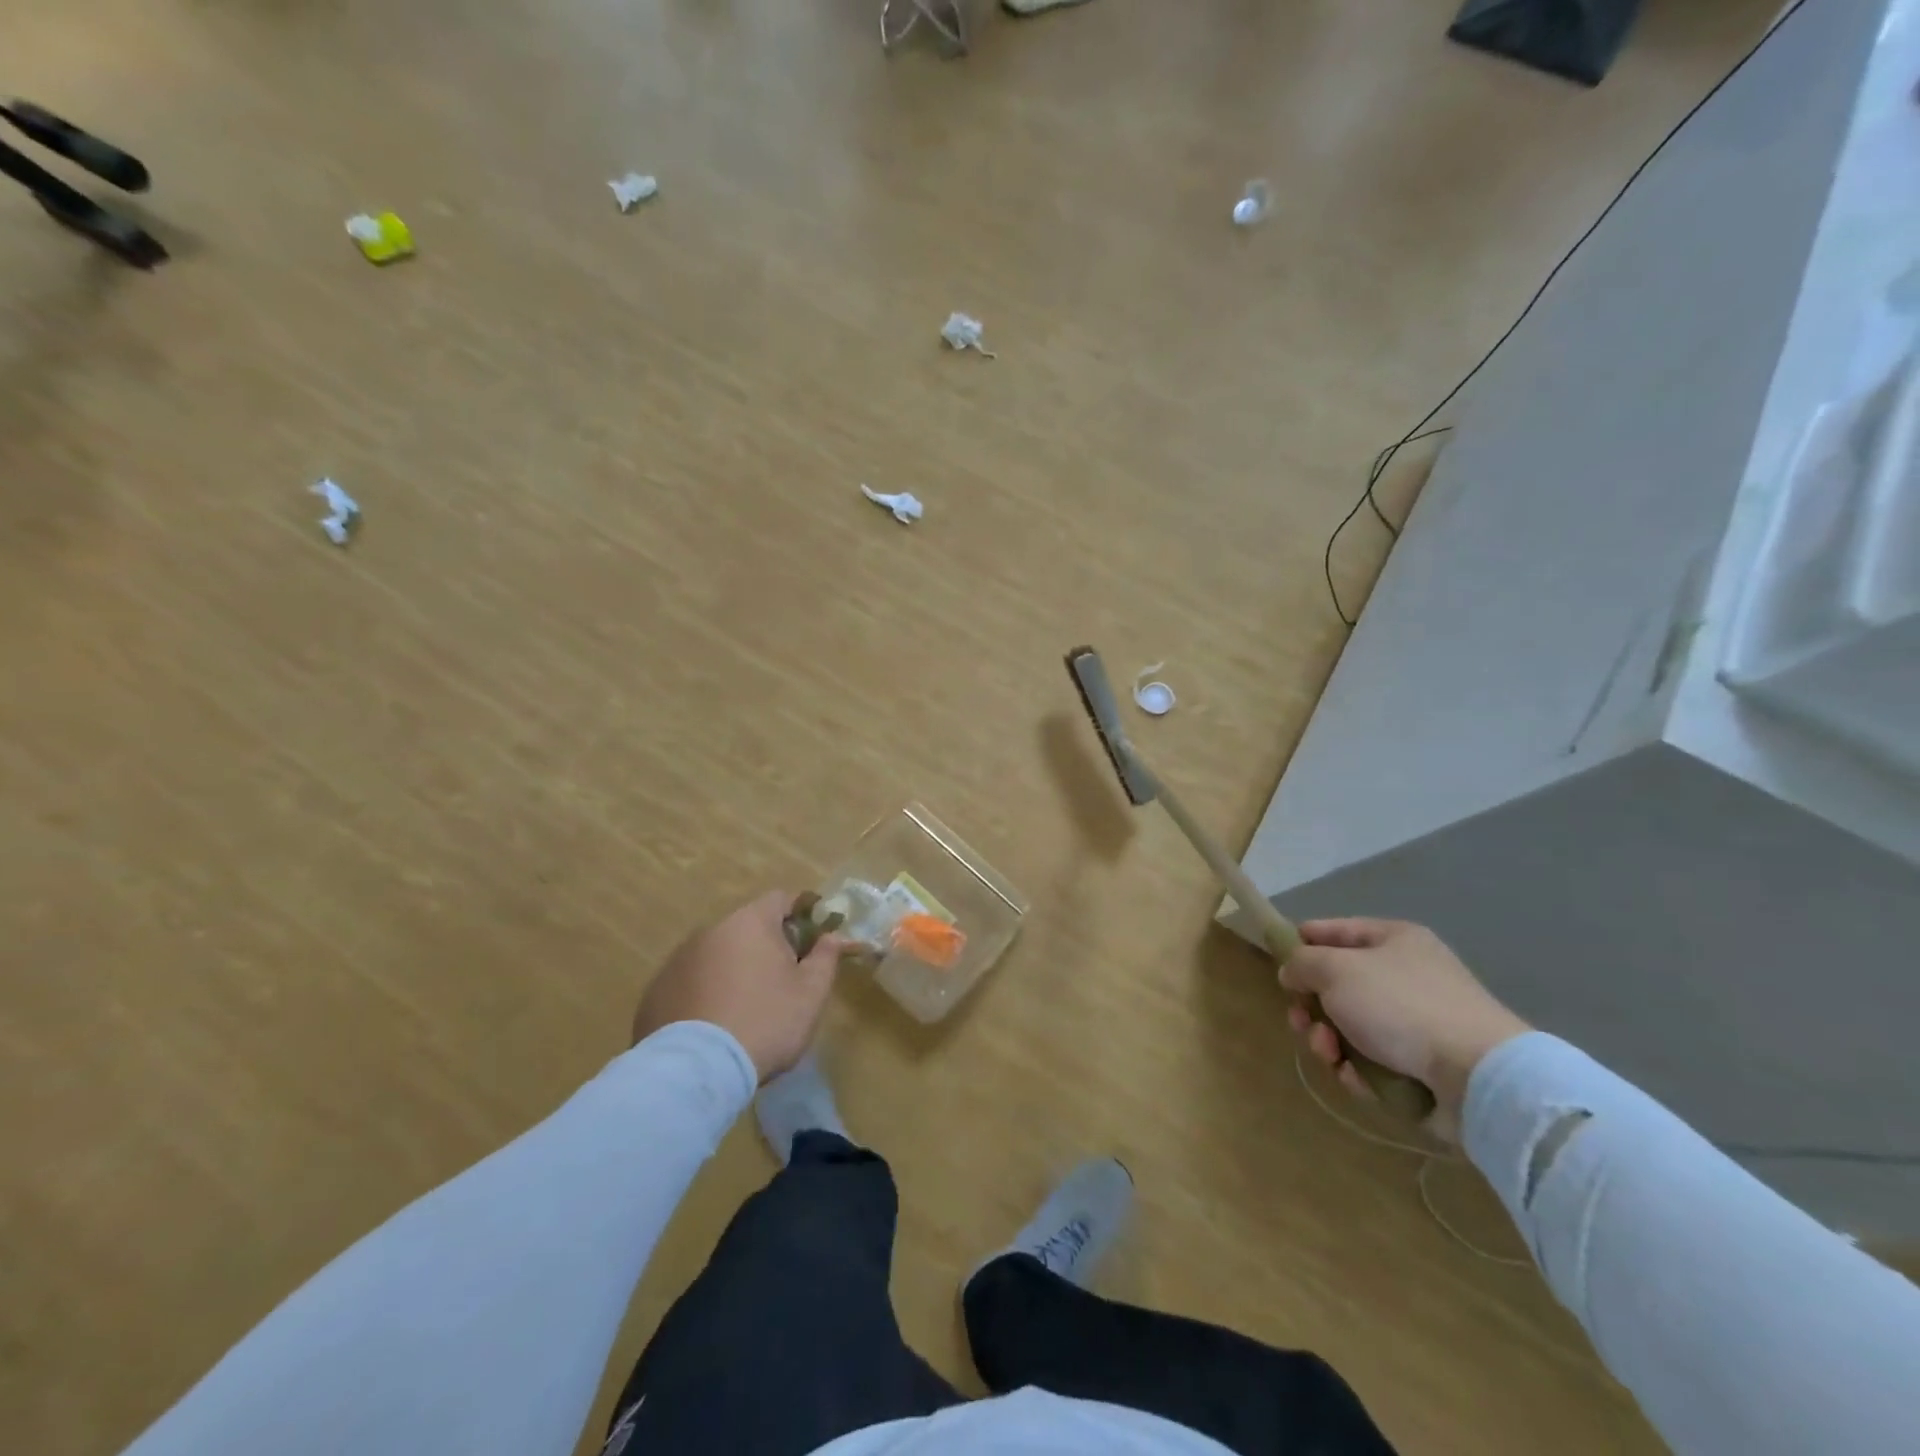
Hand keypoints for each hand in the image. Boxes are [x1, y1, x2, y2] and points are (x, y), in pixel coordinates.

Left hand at [632, 891, 841, 1081]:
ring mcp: (678, 960)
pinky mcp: (655, 992)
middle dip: (767, 946)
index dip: (802, 913)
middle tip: (783, 980)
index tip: (813, 938)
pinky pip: (691, 982)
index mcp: (751, 922)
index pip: (781, 899)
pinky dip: (705, 993)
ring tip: (746, 1009)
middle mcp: (710, 930)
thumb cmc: (765, 1022)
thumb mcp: (811, 993)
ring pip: (717, 955)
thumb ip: (826, 957)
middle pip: (748, 927)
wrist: (695, 1071)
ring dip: (734, 969)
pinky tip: (714, 1026)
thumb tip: (834, 937)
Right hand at [1280, 919, 1528, 1136]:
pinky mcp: (1423, 1064)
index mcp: (1394, 939)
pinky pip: (1373, 1060)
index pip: (1335, 930)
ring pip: (1350, 1026)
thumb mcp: (1335, 970)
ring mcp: (1417, 1021)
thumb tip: (1292, 972)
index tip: (1278, 963)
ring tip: (1329, 1055)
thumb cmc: (1400, 1006)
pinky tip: (1356, 1078)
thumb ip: (1302, 963)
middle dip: (1311, 1006)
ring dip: (1329, 1041)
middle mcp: (1407, 975)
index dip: (1302, 942)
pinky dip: (1357, 1069)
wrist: (1477, 1076)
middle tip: (1300, 1022)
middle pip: (1338, 985)